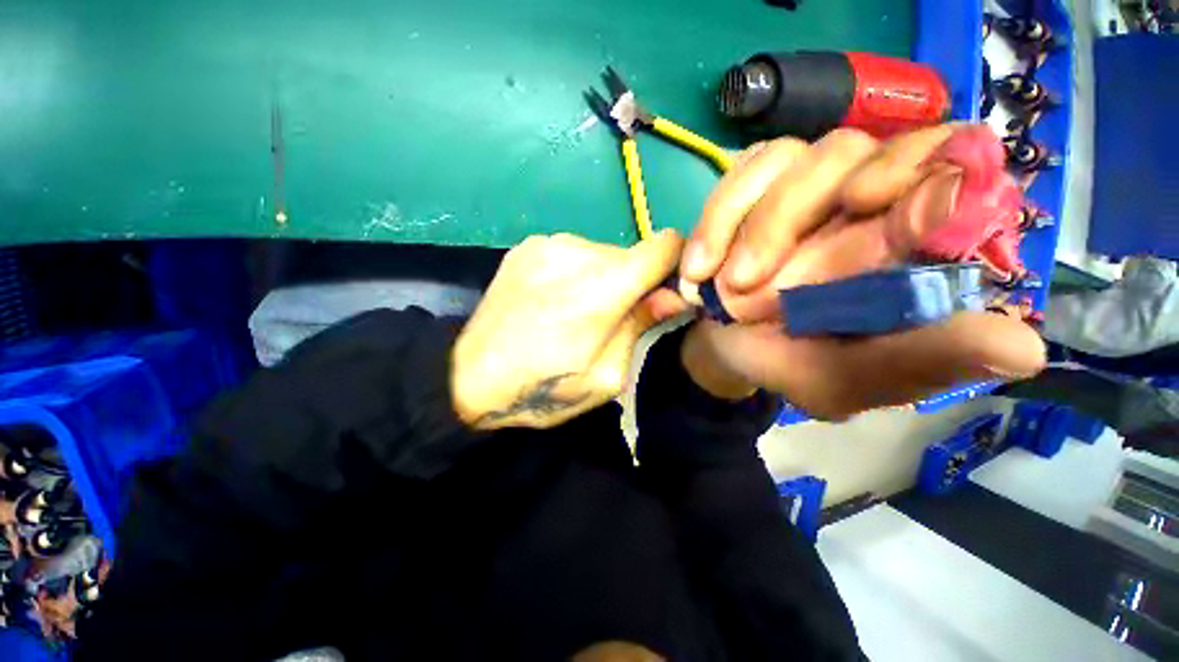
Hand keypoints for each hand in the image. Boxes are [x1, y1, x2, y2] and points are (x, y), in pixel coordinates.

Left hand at [452, 231, 682, 429]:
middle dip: (633, 283)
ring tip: (576, 312)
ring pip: (601, 254)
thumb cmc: (542, 388)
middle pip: (631, 254)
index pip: (665, 246)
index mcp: (602, 286)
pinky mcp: (526, 246)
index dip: (675, 266)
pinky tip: (552, 301)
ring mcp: (548, 242)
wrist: (466, 376)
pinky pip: (572, 253)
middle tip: (612, 319)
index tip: (665, 293)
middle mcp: (577, 250)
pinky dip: (575, 273)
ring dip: (603, 278)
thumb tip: (674, 295)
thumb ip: (641, 326)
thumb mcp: (605, 376)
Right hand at [676, 125, 1045, 417]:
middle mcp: (871, 197)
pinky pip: (743, 171)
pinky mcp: (757, 181)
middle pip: (868, 150)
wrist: (722, 344)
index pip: (958, 166)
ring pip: (801, 157)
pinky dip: (718, 220)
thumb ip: (917, 363)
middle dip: (804, 217)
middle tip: (762, 284)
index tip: (867, 204)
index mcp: (916, 247)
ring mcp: (810, 181)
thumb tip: (1024, 351)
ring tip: (728, 288)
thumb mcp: (844, 378)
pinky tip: (700, 266)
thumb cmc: (785, 362)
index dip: (925, 169)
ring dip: (756, 230)